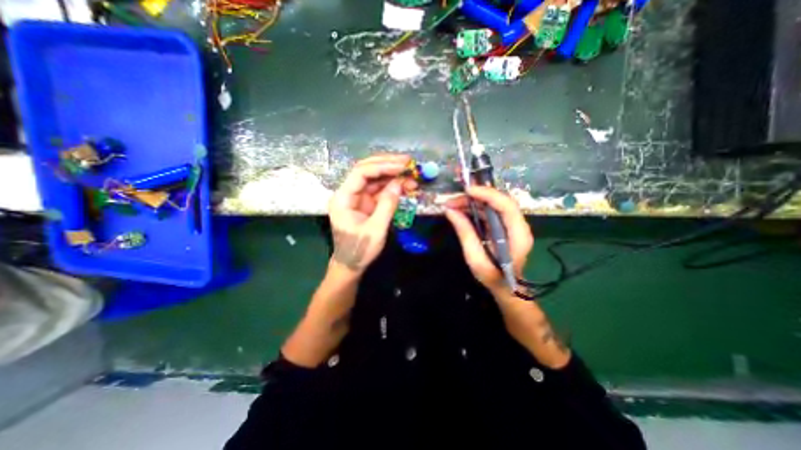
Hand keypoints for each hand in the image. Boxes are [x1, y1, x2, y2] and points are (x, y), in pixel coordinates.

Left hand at [327, 153, 412, 276]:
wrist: (351, 264)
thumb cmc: (359, 249)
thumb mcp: (376, 229)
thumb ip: (387, 205)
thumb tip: (399, 184)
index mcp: (343, 198)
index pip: (361, 173)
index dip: (382, 166)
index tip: (402, 165)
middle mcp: (348, 193)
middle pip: (367, 171)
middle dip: (387, 164)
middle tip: (408, 162)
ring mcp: (358, 197)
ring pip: (375, 179)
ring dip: (393, 175)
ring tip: (411, 174)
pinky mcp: (366, 203)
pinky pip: (380, 190)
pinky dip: (392, 187)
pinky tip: (405, 185)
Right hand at [445, 185, 530, 295]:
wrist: (506, 288)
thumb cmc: (493, 277)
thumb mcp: (476, 259)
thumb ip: (465, 233)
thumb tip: (450, 211)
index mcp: (518, 235)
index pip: (507, 206)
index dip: (488, 194)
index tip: (467, 191)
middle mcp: (518, 225)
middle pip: (499, 202)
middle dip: (475, 197)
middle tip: (452, 201)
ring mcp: (511, 225)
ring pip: (492, 205)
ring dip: (472, 202)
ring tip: (452, 205)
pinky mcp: (503, 227)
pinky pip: (489, 212)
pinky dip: (474, 209)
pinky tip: (460, 211)